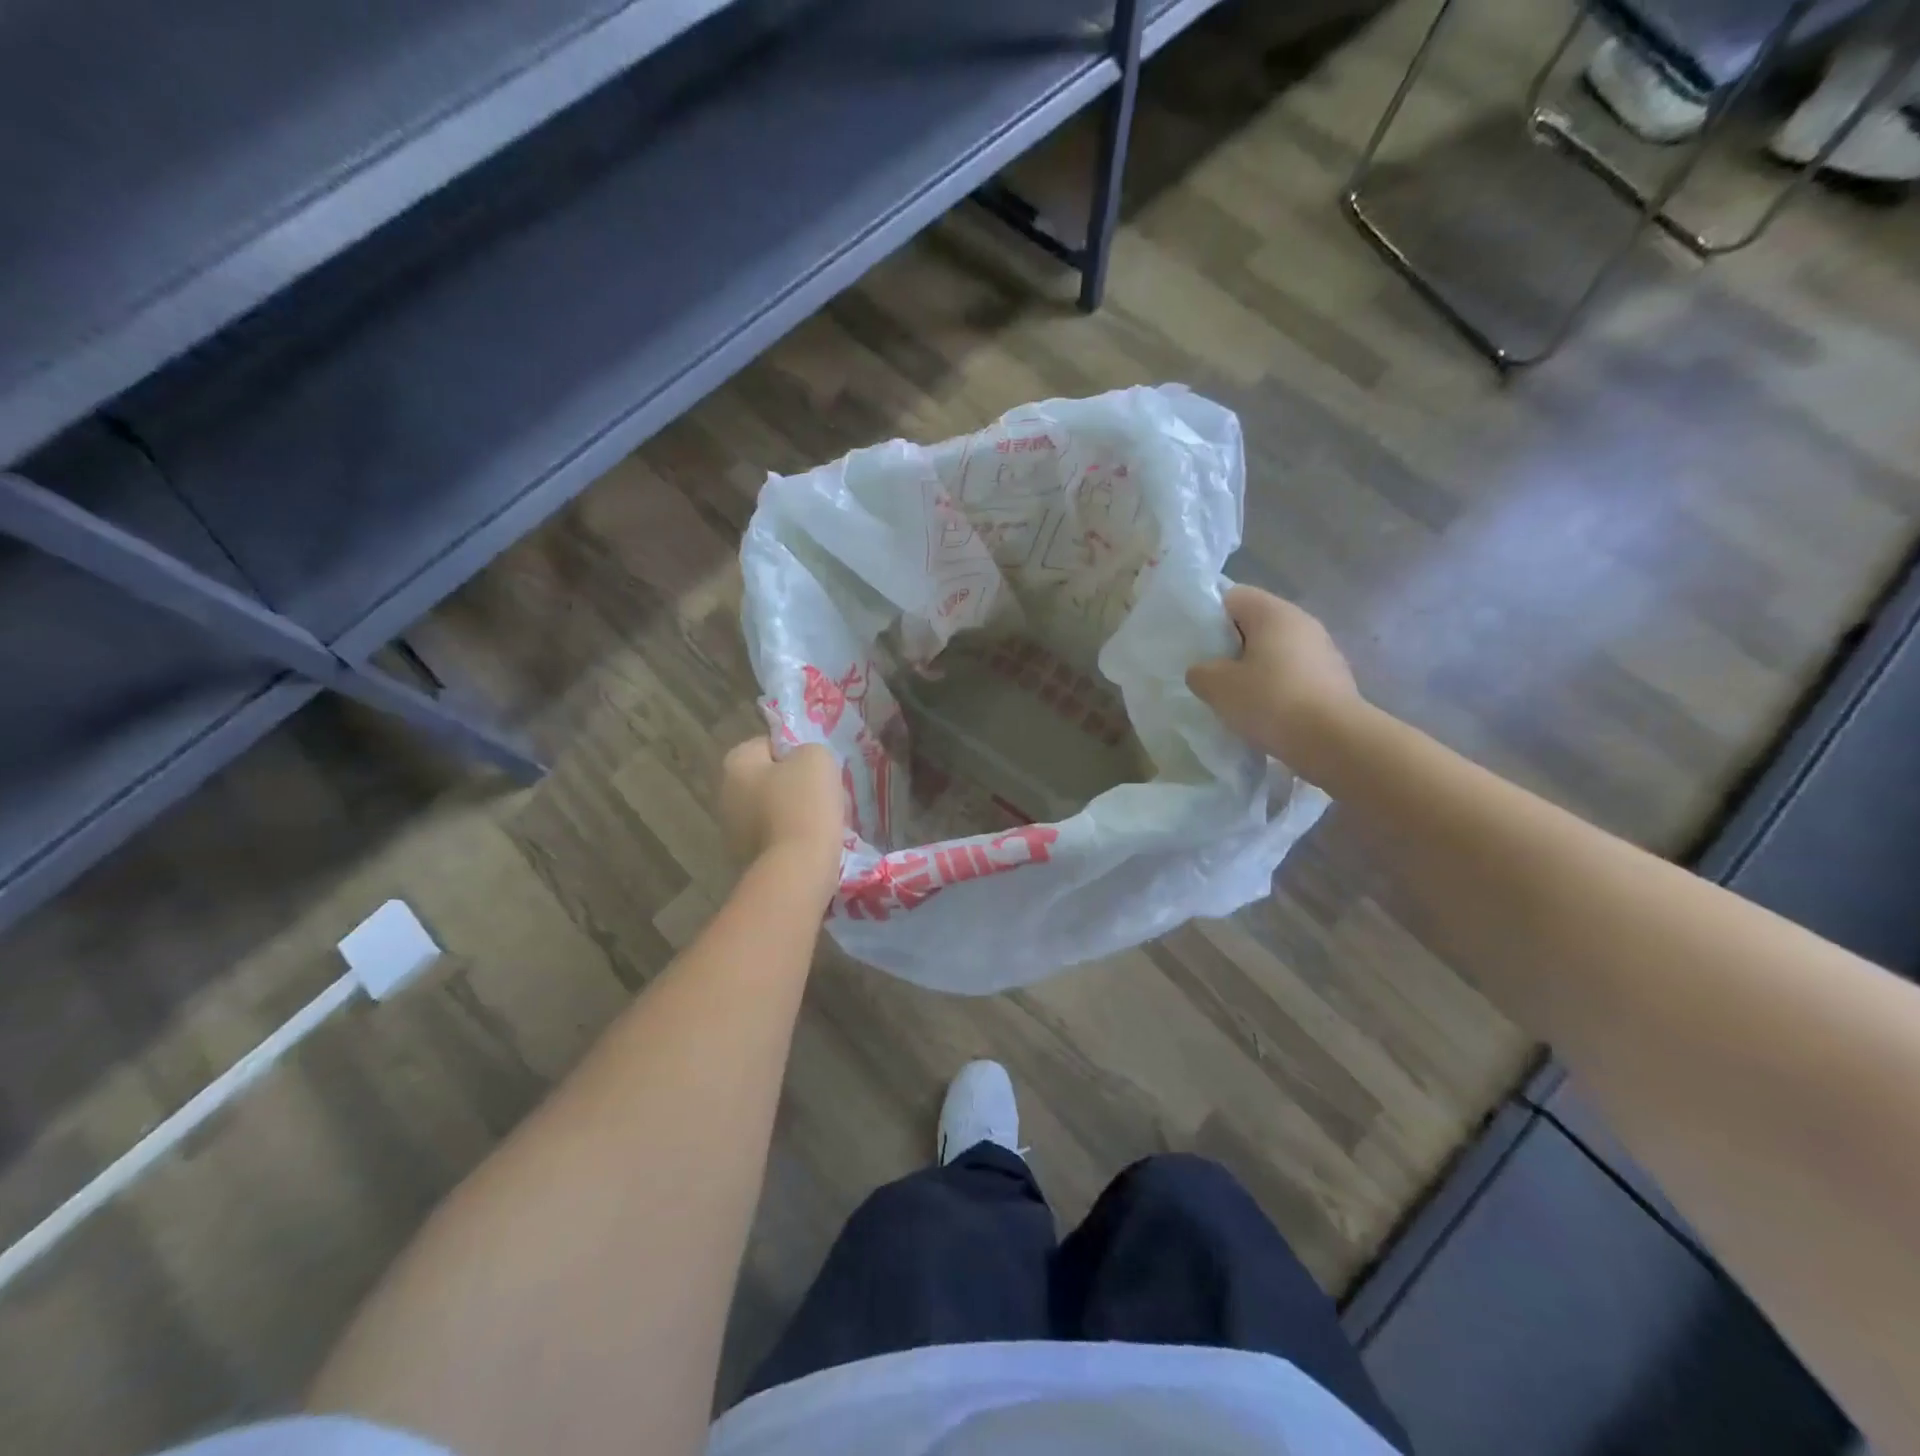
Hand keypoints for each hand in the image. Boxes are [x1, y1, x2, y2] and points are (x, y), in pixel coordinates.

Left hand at [720, 738, 844, 897]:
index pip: (767, 745)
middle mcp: (724, 795)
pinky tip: (812, 844)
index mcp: (735, 764)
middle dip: (791, 785)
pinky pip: (774, 839)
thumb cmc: (804, 804)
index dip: (794, 752)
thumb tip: (802, 765)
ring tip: (822, 822)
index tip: (816, 768)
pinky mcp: (746, 860)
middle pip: (767, 780)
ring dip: (792, 814)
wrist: (798, 868)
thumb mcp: (817, 758)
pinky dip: (791, 840)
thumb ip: (807, 751)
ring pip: (771, 811)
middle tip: (822, 793)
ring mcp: (732, 832)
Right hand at [1186, 586, 1362, 769]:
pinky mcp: (1335, 680)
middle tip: (1213, 676)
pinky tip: (1267, 713)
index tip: (1199, 648)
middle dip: (1232, 648)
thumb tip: (1204, 671)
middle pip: (1256, 624)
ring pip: (1276, 652)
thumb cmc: (1270, 701)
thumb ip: (1200, 672)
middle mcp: (1303, 622)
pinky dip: (1278, 688)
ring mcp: (1324, 651)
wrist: (1334, 741)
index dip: (1210, 618)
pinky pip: (1295, 675)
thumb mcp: (1216, 687)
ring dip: (1256, 670)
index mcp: (1273, 612)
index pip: (1233, 597)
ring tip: (1238, 699)